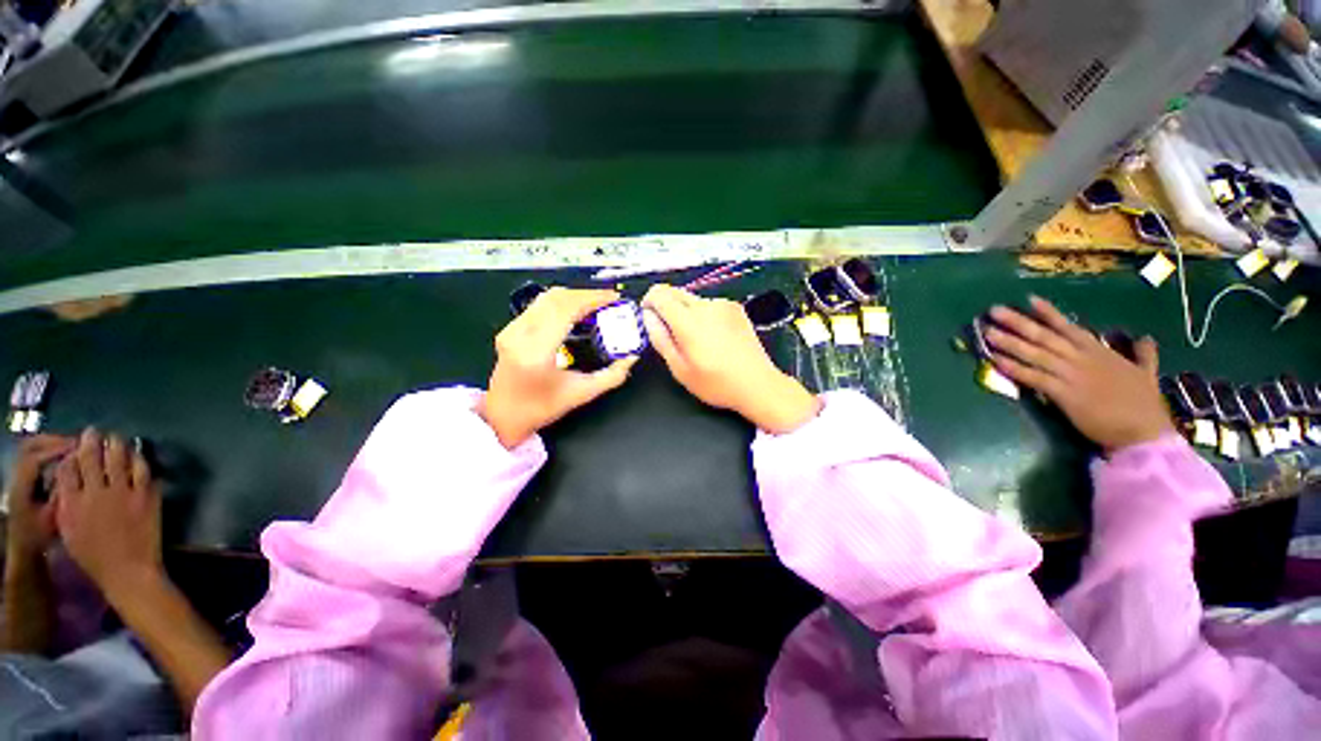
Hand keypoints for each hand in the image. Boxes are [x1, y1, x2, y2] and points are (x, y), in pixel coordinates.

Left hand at [4, 435, 74, 559]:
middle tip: (77, 445)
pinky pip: (36, 457)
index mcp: (20, 486)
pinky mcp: (24, 478)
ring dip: (53, 446)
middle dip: (54, 442)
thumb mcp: (53, 517)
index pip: (36, 459)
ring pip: (33, 450)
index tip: (80, 448)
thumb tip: (78, 470)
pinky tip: (65, 460)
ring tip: (74, 450)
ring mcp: (18, 476)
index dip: (57, 451)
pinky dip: (51, 453)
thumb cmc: (41, 535)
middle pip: (30, 447)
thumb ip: (62, 492)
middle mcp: (16, 476)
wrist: (24, 546)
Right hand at [53, 429, 162, 600]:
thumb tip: (68, 481)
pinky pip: (142, 470)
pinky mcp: (145, 496)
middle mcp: (95, 493)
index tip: (74, 444)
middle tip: (94, 431)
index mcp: (71, 504)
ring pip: (117, 458)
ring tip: (115, 437)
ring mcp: (122, 493)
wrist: (129, 571)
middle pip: (91, 457)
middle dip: (91, 441)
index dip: (71, 454)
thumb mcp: (70, 531)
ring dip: (116, 444)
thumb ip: (67, 505)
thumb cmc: (95, 557)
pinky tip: (137, 453)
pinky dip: (138, 458)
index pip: (67, 468)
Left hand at [480, 288, 638, 447]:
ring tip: (596, 304)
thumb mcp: (582, 394)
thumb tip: (631, 357)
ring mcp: (511, 329)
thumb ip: (611, 376)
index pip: (565, 310)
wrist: (502, 416)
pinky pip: (539, 305)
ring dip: (573, 296)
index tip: (614, 298)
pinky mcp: (509, 329)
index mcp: (537, 352)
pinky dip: (561, 302)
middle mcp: (520, 334)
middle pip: (555, 298)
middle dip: (585, 294)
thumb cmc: (541, 408)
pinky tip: (576, 310)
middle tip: (609, 301)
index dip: (591, 299)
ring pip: (545, 298)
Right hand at [642, 285, 819, 433]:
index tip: (649, 317)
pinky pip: (709, 305)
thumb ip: (661, 339)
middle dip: (665, 307)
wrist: (758, 384)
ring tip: (696, 341)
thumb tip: (648, 316)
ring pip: (692, 299)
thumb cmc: (716, 383)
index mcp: (689, 321)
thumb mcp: (680, 369)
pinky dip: (703, 315)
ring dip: (685, 312)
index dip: (649, 302)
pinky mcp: (736, 308)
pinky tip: (713, 337)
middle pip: (675, 292)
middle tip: (670, 334)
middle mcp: (706, 306)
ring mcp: (724, 305)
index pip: (660, 294)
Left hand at [984, 296, 1173, 452]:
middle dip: (1018, 322)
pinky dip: (1014, 369)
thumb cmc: (1144, 404)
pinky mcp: (1064, 394)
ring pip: (1035, 354)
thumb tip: (1146, 338)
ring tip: (987, 332)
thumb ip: (1144, 355)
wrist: (1145, 432)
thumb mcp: (1147, 373)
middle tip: (994, 310)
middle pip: (1045, 336)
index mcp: (1099, 352)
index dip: (1049, 313)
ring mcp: (1072, 375)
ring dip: (1009, 342)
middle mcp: (1082, 359)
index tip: (1029, 299)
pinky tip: (995, 361)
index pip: (1069, 327)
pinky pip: (1034, 378)